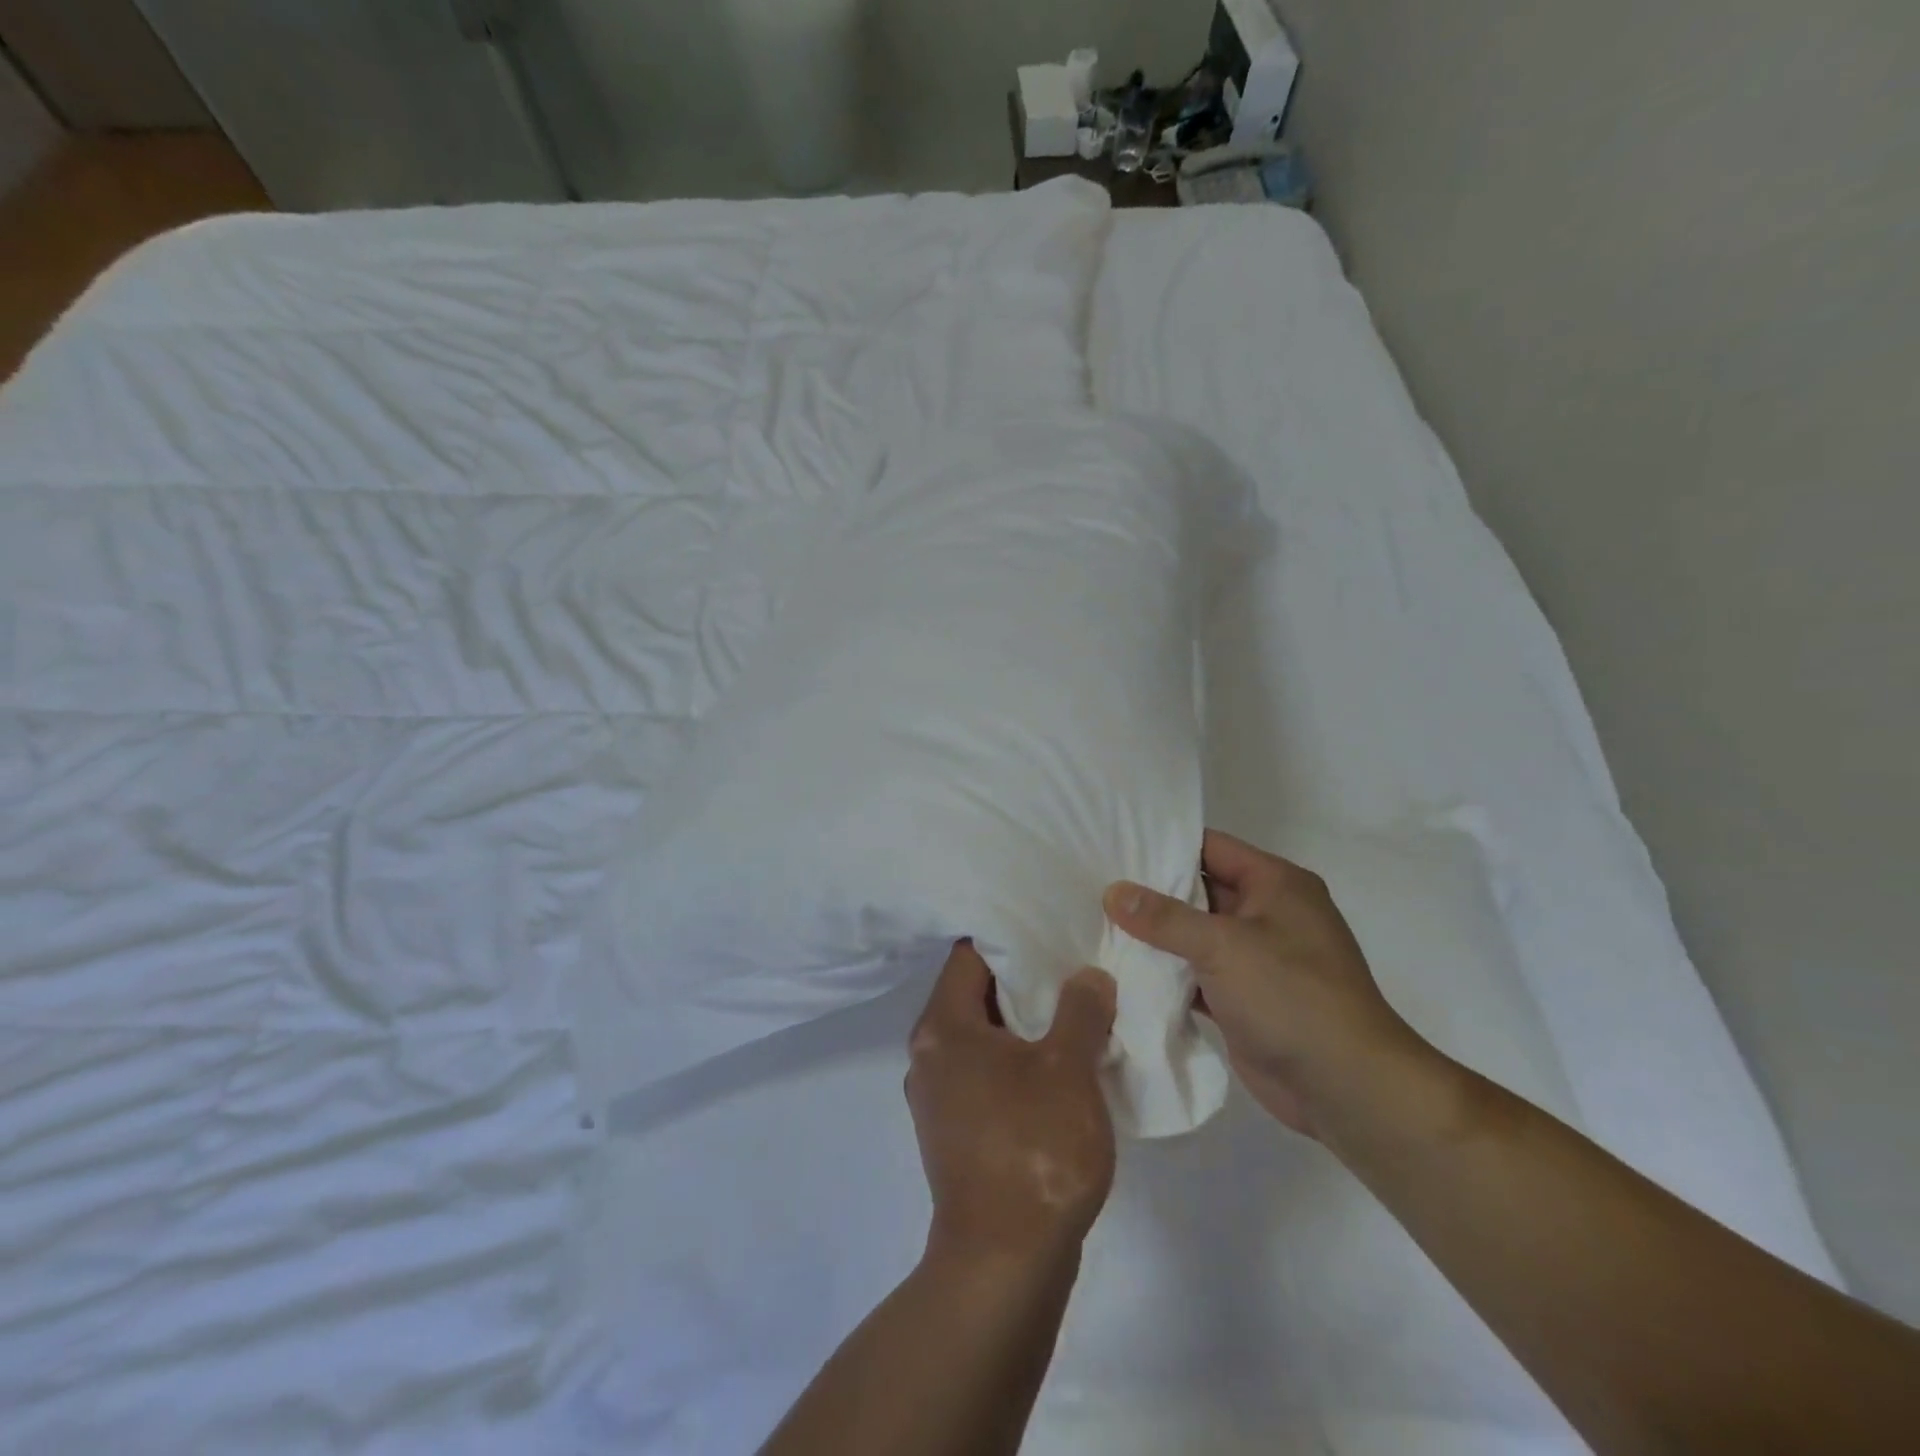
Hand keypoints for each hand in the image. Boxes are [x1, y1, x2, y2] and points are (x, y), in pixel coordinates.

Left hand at [906, 941, 1117, 1263]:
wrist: (1005, 1264)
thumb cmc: (1034, 1149)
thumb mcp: (1068, 1068)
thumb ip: (1080, 1010)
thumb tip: (1087, 976)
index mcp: (943, 1027)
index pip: (969, 955)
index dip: (1010, 937)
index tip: (1049, 928)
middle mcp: (929, 1053)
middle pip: (975, 993)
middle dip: (1024, 980)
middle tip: (1071, 964)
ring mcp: (938, 1095)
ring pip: (983, 1036)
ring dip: (1025, 1024)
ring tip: (1074, 1009)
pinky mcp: (955, 1130)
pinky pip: (985, 1072)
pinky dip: (1017, 1060)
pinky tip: (1059, 1064)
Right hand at [1105, 829, 1433, 1140]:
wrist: (1347, 1088)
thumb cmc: (1291, 997)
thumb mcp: (1224, 946)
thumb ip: (1165, 918)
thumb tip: (1113, 892)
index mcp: (1275, 884)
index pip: (1210, 847)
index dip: (1164, 844)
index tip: (1115, 843)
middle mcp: (1267, 914)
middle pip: (1199, 891)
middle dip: (1151, 892)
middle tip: (1095, 883)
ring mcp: (1256, 959)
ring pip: (1194, 935)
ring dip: (1155, 936)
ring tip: (1096, 922)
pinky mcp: (1243, 999)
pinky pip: (1196, 974)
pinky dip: (1167, 974)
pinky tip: (1123, 970)